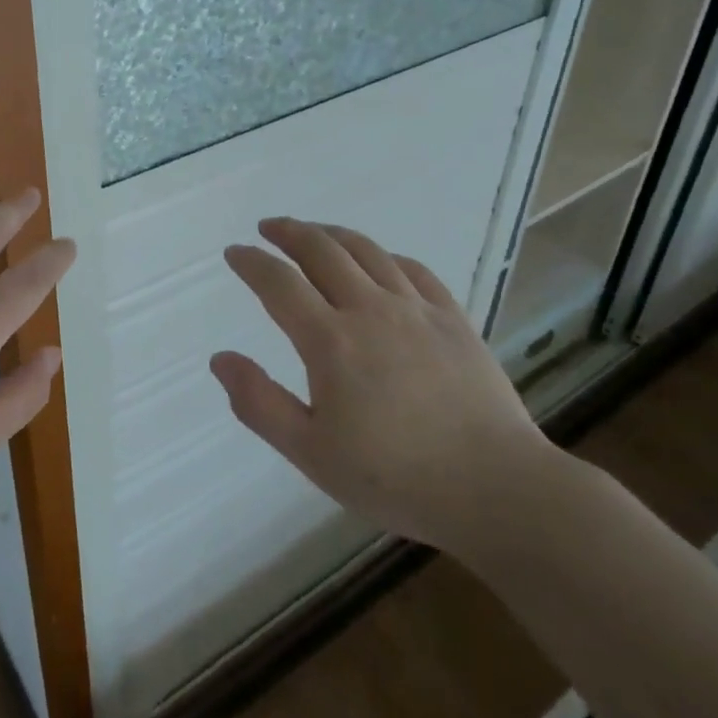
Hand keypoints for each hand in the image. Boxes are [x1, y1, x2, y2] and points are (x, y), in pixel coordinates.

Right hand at [211, 217, 551, 556]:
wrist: (496, 489)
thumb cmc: (395, 477)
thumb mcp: (311, 454)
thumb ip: (259, 404)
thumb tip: (220, 358)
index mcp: (330, 341)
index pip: (279, 283)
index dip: (252, 263)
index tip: (235, 253)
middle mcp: (370, 309)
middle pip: (322, 251)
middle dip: (289, 232)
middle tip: (269, 228)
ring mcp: (416, 309)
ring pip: (366, 250)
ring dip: (332, 234)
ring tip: (314, 232)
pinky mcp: (453, 318)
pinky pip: (413, 269)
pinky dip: (386, 255)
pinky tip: (379, 260)